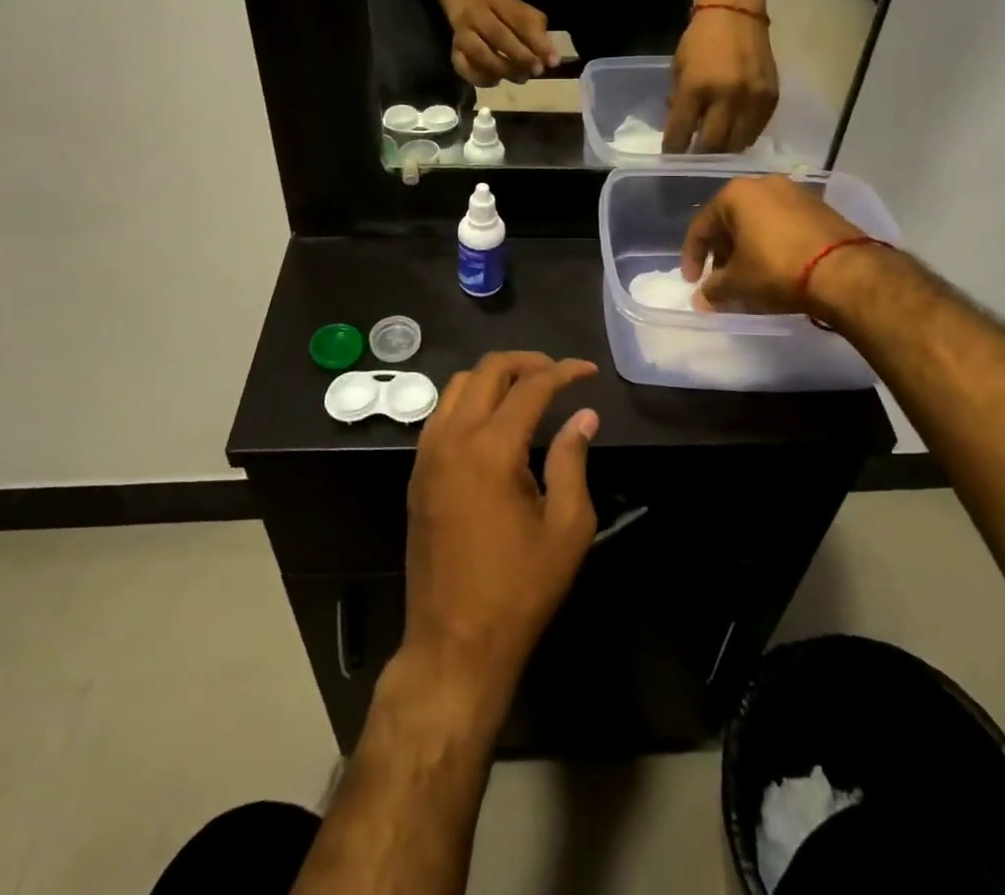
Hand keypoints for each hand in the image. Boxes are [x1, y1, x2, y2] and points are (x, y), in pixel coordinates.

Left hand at [403, 353, 599, 701]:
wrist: (454, 643)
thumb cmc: (518, 590)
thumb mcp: (565, 529)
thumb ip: (573, 462)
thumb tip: (584, 417)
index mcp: (491, 450)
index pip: (530, 387)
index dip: (563, 372)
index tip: (588, 372)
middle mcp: (453, 439)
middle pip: (486, 371)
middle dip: (527, 362)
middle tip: (558, 374)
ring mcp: (427, 455)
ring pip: (457, 385)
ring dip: (494, 377)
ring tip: (528, 390)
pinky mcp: (417, 473)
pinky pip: (441, 413)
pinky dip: (469, 399)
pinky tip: (494, 420)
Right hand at [442, 0, 559, 86]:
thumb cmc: (499, 8)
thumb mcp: (520, 10)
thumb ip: (536, 31)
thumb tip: (551, 60)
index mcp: (497, 0)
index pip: (519, 19)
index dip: (537, 41)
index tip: (553, 61)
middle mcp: (475, 14)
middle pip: (497, 35)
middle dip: (520, 56)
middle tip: (536, 71)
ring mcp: (461, 33)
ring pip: (479, 53)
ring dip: (502, 69)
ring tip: (520, 77)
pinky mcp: (453, 51)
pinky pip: (463, 68)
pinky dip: (481, 78)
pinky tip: (497, 80)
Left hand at [662, 8, 778, 153]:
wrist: (736, 13)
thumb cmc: (700, 39)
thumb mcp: (679, 68)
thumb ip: (679, 100)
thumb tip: (681, 130)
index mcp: (696, 87)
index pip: (681, 132)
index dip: (673, 150)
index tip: (670, 158)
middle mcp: (726, 97)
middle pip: (712, 146)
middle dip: (700, 156)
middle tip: (693, 160)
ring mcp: (752, 99)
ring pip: (737, 144)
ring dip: (723, 151)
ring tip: (715, 151)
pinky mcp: (771, 98)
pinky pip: (756, 131)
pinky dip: (743, 137)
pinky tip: (734, 134)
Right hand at [681, 174, 869, 313]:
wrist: (845, 271)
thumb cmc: (777, 269)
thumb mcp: (738, 284)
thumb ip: (713, 289)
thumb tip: (701, 298)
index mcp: (736, 194)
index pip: (702, 226)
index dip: (692, 257)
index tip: (693, 282)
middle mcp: (764, 184)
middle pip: (731, 221)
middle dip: (722, 253)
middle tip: (721, 280)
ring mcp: (795, 193)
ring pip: (758, 222)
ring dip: (747, 249)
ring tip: (748, 277)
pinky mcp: (820, 208)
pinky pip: (783, 226)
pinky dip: (772, 245)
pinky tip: (775, 269)